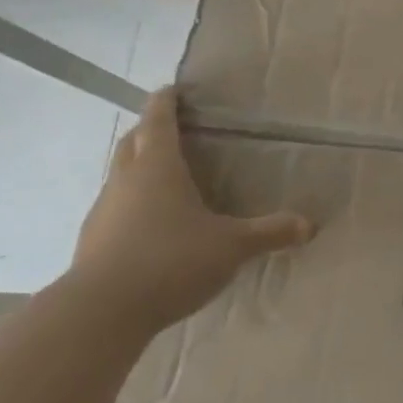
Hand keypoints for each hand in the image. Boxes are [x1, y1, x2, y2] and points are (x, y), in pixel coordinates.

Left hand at [70, 89, 312, 328]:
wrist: (101, 312)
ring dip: (138, 169)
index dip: (165, 103)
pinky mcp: (93, 243)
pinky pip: (116, 210)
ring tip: (165, 179)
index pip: (158, 122)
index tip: (170, 89)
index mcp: (158, 168)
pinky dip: (132, 205)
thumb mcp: (232, 246)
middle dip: (148, 131)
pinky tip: (152, 226)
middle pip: (132, 143)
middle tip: (170, 129)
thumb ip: (270, 232)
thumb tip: (309, 225)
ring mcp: (104, 213)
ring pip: (120, 177)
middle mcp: (125, 182)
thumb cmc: (172, 260)